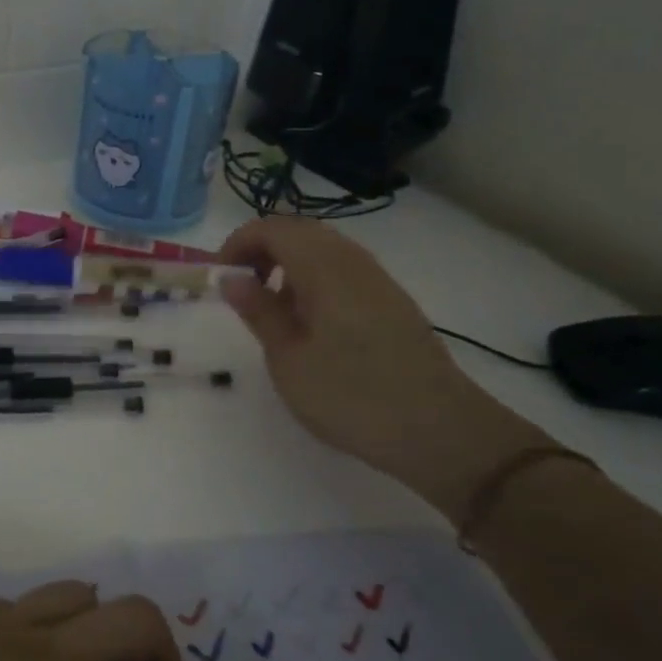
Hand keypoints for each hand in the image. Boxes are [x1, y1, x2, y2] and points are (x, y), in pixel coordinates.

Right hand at [219, 216, 550, 522]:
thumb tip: (231, 277)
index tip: (220, 279)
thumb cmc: (352, 396)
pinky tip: (311, 324)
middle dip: (261, 250)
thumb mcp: (289, 359)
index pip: (272, 228)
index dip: (237, 244)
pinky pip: (343, 270)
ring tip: (272, 309)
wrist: (440, 432)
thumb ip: (259, 311)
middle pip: (299, 231)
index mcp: (324, 267)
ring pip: (323, 249)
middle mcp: (353, 261)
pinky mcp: (392, 302)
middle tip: (241, 289)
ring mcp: (377, 280)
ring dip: (288, 265)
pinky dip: (314, 280)